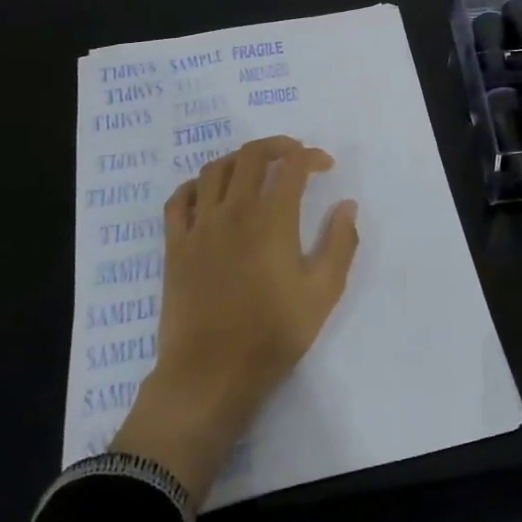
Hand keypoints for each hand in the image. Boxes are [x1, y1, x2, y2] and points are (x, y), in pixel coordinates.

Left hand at [111, 136, 358, 500]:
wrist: (210, 375)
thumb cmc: (273, 334)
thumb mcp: (323, 293)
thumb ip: (340, 243)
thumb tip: (346, 205)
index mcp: (272, 219)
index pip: (292, 166)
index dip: (312, 157)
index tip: (325, 166)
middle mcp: (234, 211)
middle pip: (251, 155)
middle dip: (277, 146)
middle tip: (294, 156)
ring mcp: (199, 226)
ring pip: (214, 169)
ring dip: (239, 160)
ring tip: (256, 169)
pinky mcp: (175, 246)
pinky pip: (179, 199)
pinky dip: (196, 185)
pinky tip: (209, 193)